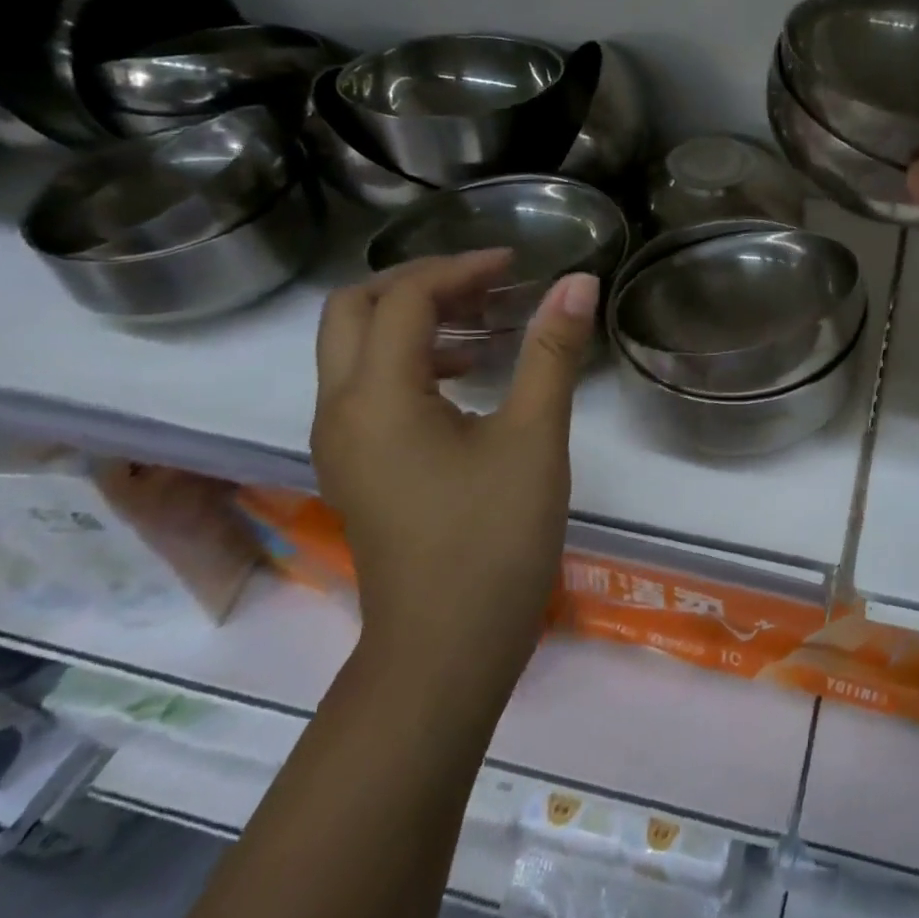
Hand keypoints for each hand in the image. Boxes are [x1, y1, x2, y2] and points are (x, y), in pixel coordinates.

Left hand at [310, 252, 598, 687]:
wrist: (445, 651)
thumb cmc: (492, 540)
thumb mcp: (534, 437)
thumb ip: (551, 351)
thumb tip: (578, 282)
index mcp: (377, 397)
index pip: (404, 298)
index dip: (461, 268)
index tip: (518, 266)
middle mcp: (340, 410)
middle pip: (354, 311)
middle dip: (419, 282)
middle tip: (487, 284)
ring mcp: (342, 442)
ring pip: (355, 348)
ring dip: (413, 318)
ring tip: (484, 322)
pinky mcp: (358, 466)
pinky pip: (368, 385)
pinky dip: (411, 358)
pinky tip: (469, 376)